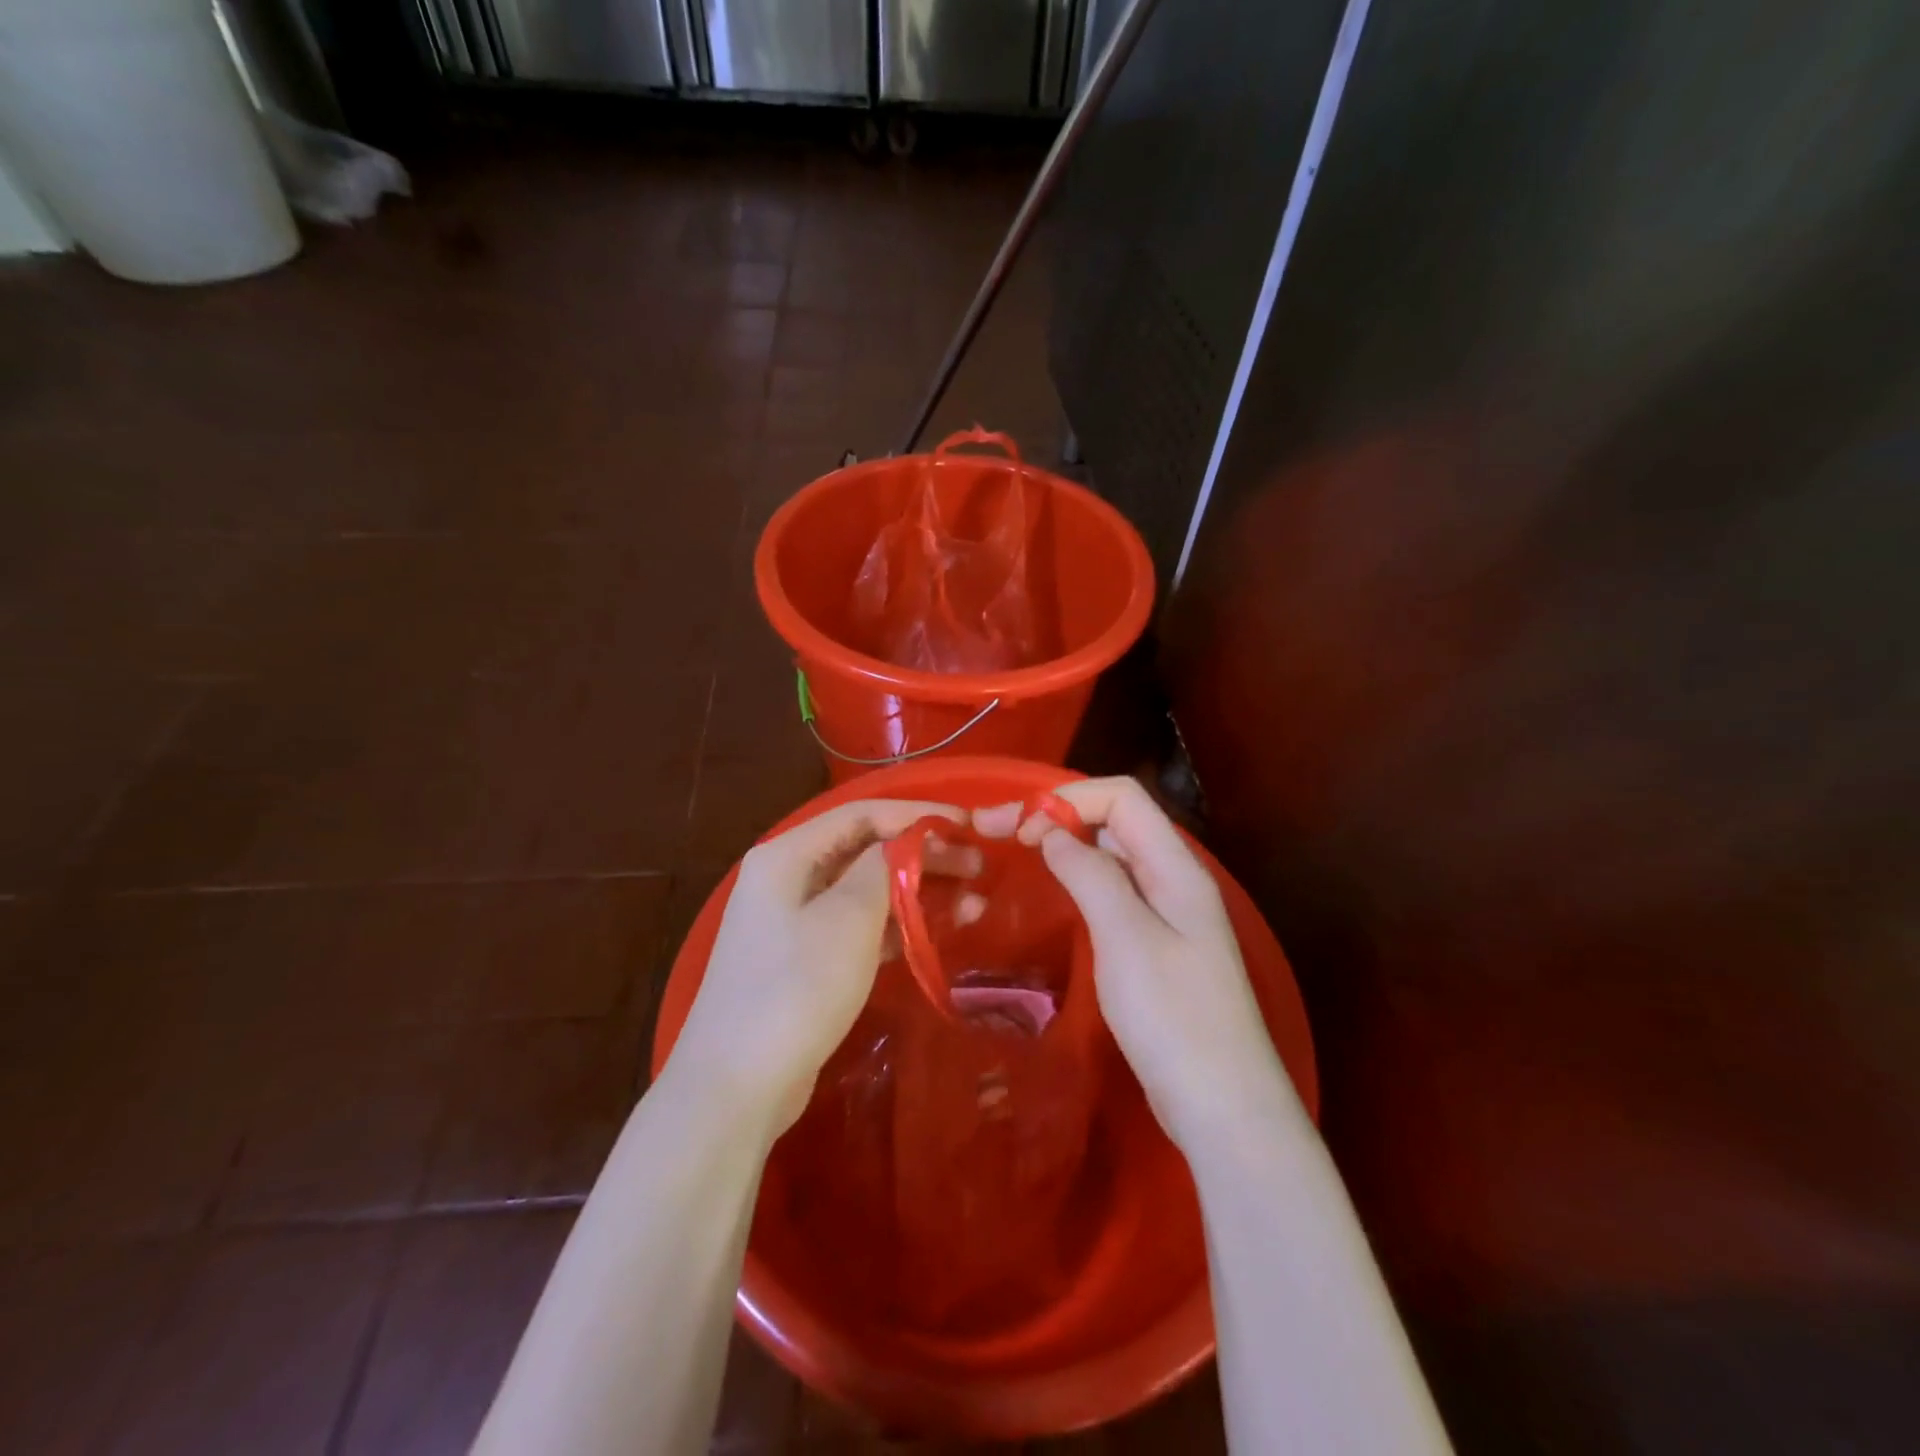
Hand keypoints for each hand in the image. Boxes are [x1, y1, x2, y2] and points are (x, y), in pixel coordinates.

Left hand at [667, 799, 979, 1133]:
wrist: (736, 1087)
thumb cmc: (795, 989)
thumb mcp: (848, 919)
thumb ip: (883, 868)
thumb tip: (906, 841)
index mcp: (788, 854)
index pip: (862, 814)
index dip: (918, 815)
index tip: (968, 824)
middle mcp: (788, 878)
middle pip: (866, 851)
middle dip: (924, 856)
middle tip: (979, 868)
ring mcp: (794, 921)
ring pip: (867, 891)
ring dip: (918, 893)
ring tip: (973, 906)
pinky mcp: (805, 960)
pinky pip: (859, 927)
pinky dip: (897, 927)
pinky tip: (936, 935)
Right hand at [976, 777, 1301, 1151]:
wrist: (1223, 1107)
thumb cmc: (1174, 1017)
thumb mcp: (1126, 938)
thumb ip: (1090, 875)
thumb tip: (1051, 831)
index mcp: (1175, 867)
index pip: (1122, 797)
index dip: (1069, 799)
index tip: (1020, 831)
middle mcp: (1174, 880)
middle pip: (1116, 821)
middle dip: (1059, 817)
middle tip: (1000, 837)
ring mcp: (1167, 915)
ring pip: (1112, 858)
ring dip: (1066, 848)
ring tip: (1019, 861)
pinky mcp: (1155, 947)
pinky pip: (1113, 894)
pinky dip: (1079, 883)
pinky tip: (1055, 900)